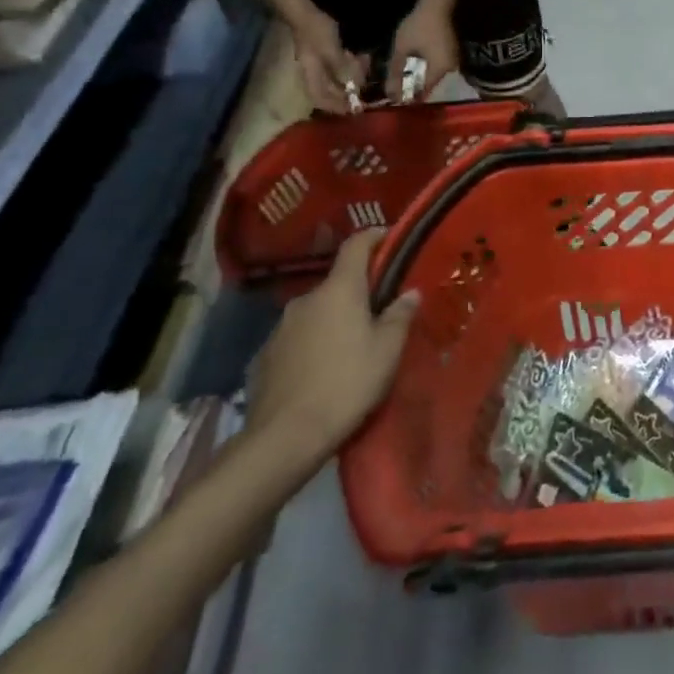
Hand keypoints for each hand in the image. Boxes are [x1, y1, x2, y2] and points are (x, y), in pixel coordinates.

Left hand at [248, 229, 420, 458]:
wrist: (284, 437)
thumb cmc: (347, 383)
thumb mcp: (387, 350)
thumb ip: (400, 315)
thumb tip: (409, 293)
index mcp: (339, 290)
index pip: (355, 246)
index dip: (374, 236)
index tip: (389, 237)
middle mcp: (306, 300)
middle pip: (337, 283)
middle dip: (358, 290)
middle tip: (380, 309)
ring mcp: (280, 328)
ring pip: (316, 312)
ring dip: (334, 319)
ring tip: (352, 344)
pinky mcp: (264, 356)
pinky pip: (297, 338)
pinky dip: (313, 343)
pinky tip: (323, 369)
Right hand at [290, 9, 365, 115]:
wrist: (305, 8)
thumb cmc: (316, 32)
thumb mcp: (332, 52)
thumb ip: (343, 69)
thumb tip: (354, 86)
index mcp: (310, 73)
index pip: (318, 98)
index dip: (333, 107)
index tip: (350, 112)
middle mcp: (313, 68)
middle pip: (328, 87)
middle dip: (345, 94)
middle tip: (363, 97)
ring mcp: (319, 56)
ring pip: (336, 74)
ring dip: (351, 78)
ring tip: (366, 81)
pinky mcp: (327, 46)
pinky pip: (341, 61)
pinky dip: (352, 64)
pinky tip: (364, 61)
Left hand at [390, 0, 457, 99]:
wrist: (436, 5)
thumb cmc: (418, 27)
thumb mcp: (402, 49)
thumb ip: (396, 72)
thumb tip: (390, 92)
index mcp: (440, 70)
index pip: (424, 91)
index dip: (409, 97)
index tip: (395, 100)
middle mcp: (450, 69)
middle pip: (430, 84)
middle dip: (413, 87)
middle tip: (396, 89)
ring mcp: (453, 60)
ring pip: (433, 75)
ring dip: (418, 77)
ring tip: (402, 78)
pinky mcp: (451, 53)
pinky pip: (437, 67)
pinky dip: (425, 68)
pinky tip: (413, 66)